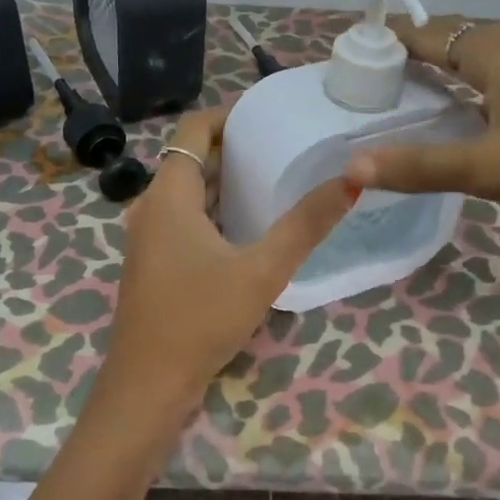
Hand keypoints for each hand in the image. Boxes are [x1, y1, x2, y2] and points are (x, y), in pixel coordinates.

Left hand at [92, 106, 353, 429]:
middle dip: (234, 147)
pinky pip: (184, 219)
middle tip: (284, 144)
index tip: (269, 114)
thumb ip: (306, 225)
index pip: (193, 129)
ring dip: (225, 181)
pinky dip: (214, 210)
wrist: (148, 385)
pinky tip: (249, 226)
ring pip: (187, 192)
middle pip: (191, 159)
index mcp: (168, 195)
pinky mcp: (154, 263)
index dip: (229, 115)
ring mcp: (148, 238)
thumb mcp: (262, 270)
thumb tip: (352, 178)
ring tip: (274, 178)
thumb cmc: (200, 320)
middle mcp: (150, 207)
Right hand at [343, 17, 499, 236]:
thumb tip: (350, 168)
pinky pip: (499, 87)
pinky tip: (466, 123)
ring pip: (481, 65)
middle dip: (415, 54)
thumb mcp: (487, 167)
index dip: (393, 40)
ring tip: (409, 98)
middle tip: (374, 79)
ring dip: (445, 74)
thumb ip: (419, 166)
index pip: (430, 34)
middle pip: (455, 43)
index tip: (356, 51)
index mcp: (496, 54)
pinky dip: (471, 95)